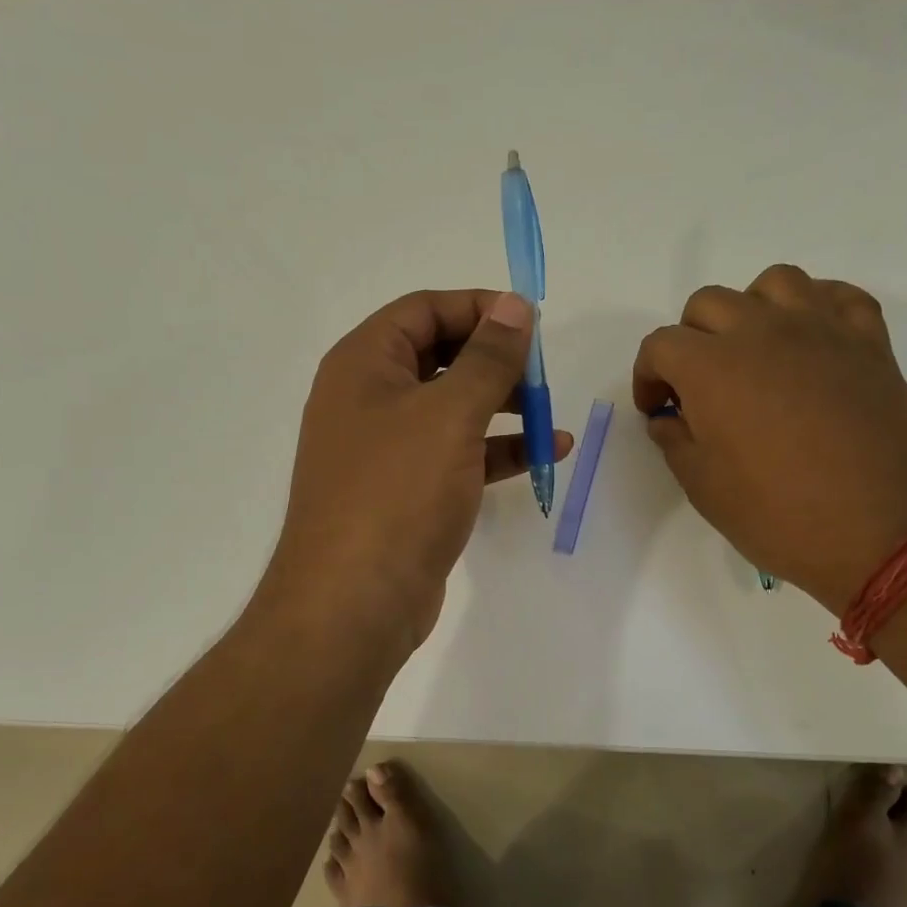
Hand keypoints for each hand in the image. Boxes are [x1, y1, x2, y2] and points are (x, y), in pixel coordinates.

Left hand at [261, 289, 571, 653]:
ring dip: (504, 407)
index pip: (424, 309)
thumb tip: (515, 305)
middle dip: (495, 362)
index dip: (479, 308)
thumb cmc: (398, 492)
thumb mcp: (450, 414)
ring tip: (551, 418)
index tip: (531, 324)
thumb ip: (488, 358)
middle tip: (541, 375)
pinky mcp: (407, 491)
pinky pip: (457, 454)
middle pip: (440, 357)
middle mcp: (369, 398)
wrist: (355, 601)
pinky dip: (498, 450)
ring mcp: (387, 448)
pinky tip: (547, 454)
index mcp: (364, 364)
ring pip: (452, 408)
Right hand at [632, 265, 906, 615]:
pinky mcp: (870, 342)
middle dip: (691, 340)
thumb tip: (670, 419)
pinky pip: (839, 296)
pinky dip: (817, 307)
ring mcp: (822, 329)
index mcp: (712, 368)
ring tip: (755, 352)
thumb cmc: (782, 517)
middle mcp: (762, 332)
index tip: (658, 410)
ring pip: (774, 282)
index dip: (648, 376)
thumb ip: (676, 443)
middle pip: (709, 304)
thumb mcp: (706, 490)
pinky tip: (811, 343)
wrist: (885, 533)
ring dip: (752, 309)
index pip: (661, 345)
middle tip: (701, 387)